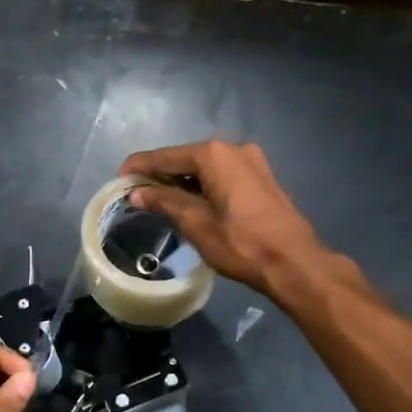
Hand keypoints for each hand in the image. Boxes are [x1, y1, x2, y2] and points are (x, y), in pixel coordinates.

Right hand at [119, 140, 336, 301]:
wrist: (294, 262)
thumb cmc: (240, 242)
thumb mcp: (195, 223)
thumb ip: (163, 201)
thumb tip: (136, 192)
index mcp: (214, 155)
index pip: (164, 156)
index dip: (138, 167)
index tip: (118, 180)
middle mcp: (233, 149)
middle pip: (185, 159)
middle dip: (160, 175)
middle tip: (137, 195)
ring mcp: (252, 162)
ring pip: (205, 168)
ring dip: (182, 182)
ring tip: (159, 202)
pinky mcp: (262, 179)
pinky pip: (222, 176)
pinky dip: (203, 186)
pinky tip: (191, 204)